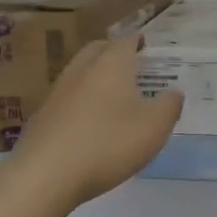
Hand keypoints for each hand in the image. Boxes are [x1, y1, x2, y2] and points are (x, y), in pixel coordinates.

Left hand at [7, 35, 182, 209]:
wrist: (44, 175)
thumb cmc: (107, 144)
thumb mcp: (154, 128)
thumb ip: (169, 106)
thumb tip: (174, 92)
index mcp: (111, 65)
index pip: (126, 41)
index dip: (139, 41)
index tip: (148, 46)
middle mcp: (81, 70)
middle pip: (98, 50)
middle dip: (114, 52)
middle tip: (131, 64)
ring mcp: (57, 92)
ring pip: (79, 72)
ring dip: (95, 75)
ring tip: (112, 92)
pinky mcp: (42, 116)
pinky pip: (67, 97)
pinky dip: (81, 99)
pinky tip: (88, 120)